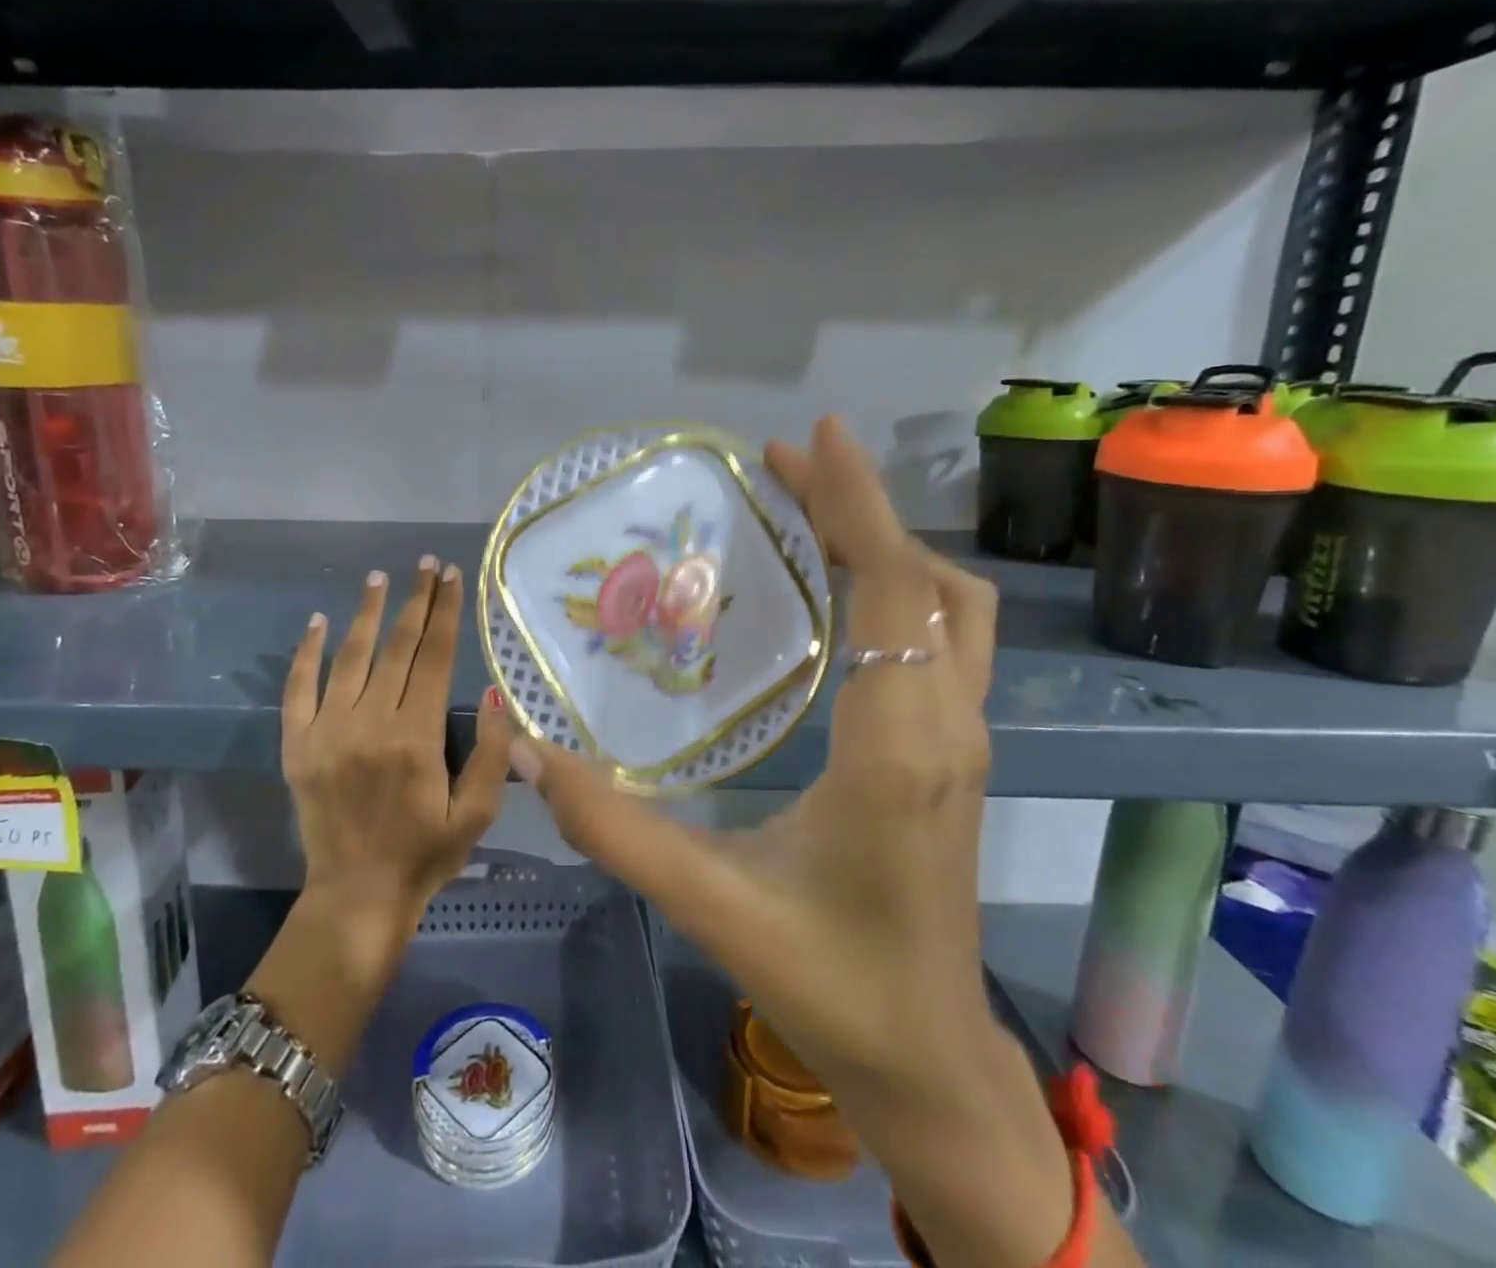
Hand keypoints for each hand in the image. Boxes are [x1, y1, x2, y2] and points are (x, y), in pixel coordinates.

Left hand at [282, 557, 510, 981]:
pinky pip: (298, 688)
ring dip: (366, 613)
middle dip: (416, 600)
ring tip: (379, 578)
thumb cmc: (426, 854)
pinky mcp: (298, 745)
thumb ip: (493, 753)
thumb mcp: (477, 813)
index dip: (446, 612)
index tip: (452, 576)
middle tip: (426, 564)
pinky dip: (307, 652)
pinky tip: (319, 621)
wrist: (356, 896)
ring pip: (350, 657)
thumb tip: (493, 694)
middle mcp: (370, 723)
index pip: (436, 657)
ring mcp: (328, 731)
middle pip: (397, 647)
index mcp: (416, 736)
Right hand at [512, 418, 997, 1106]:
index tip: (813, 437)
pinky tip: (843, 594)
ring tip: (812, 514)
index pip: (890, 587)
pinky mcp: (957, 754)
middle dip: (858, 507)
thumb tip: (531, 755)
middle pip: (923, 578)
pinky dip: (901, 588)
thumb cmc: (830, 982)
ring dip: (887, 545)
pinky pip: (944, 639)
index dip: (855, 503)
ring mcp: (964, 739)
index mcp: (898, 743)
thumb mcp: (712, 903)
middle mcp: (947, 723)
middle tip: (783, 466)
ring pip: (949, 607)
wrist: (927, 1059)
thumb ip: (616, 828)